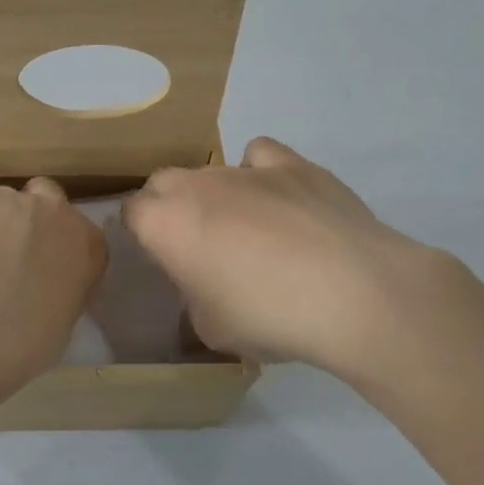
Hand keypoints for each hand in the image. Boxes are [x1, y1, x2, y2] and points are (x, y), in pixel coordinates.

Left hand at [0, 178, 106, 392]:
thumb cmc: (24, 338)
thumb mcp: (60, 326)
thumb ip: (57, 295)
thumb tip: (40, 293)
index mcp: (85, 244)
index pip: (84, 236)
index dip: (63, 248)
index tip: (49, 270)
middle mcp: (49, 210)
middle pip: (45, 197)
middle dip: (31, 217)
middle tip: (12, 254)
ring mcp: (2, 201)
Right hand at [122, 137, 483, 389]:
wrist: (352, 293)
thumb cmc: (268, 316)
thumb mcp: (211, 328)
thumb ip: (194, 297)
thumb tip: (204, 284)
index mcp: (164, 223)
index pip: (131, 213)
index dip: (143, 235)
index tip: (163, 259)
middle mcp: (196, 185)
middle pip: (164, 183)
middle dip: (171, 207)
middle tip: (198, 245)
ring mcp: (245, 169)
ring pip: (212, 170)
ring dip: (216, 194)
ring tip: (249, 229)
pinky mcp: (293, 164)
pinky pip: (260, 156)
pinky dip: (262, 172)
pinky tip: (281, 200)